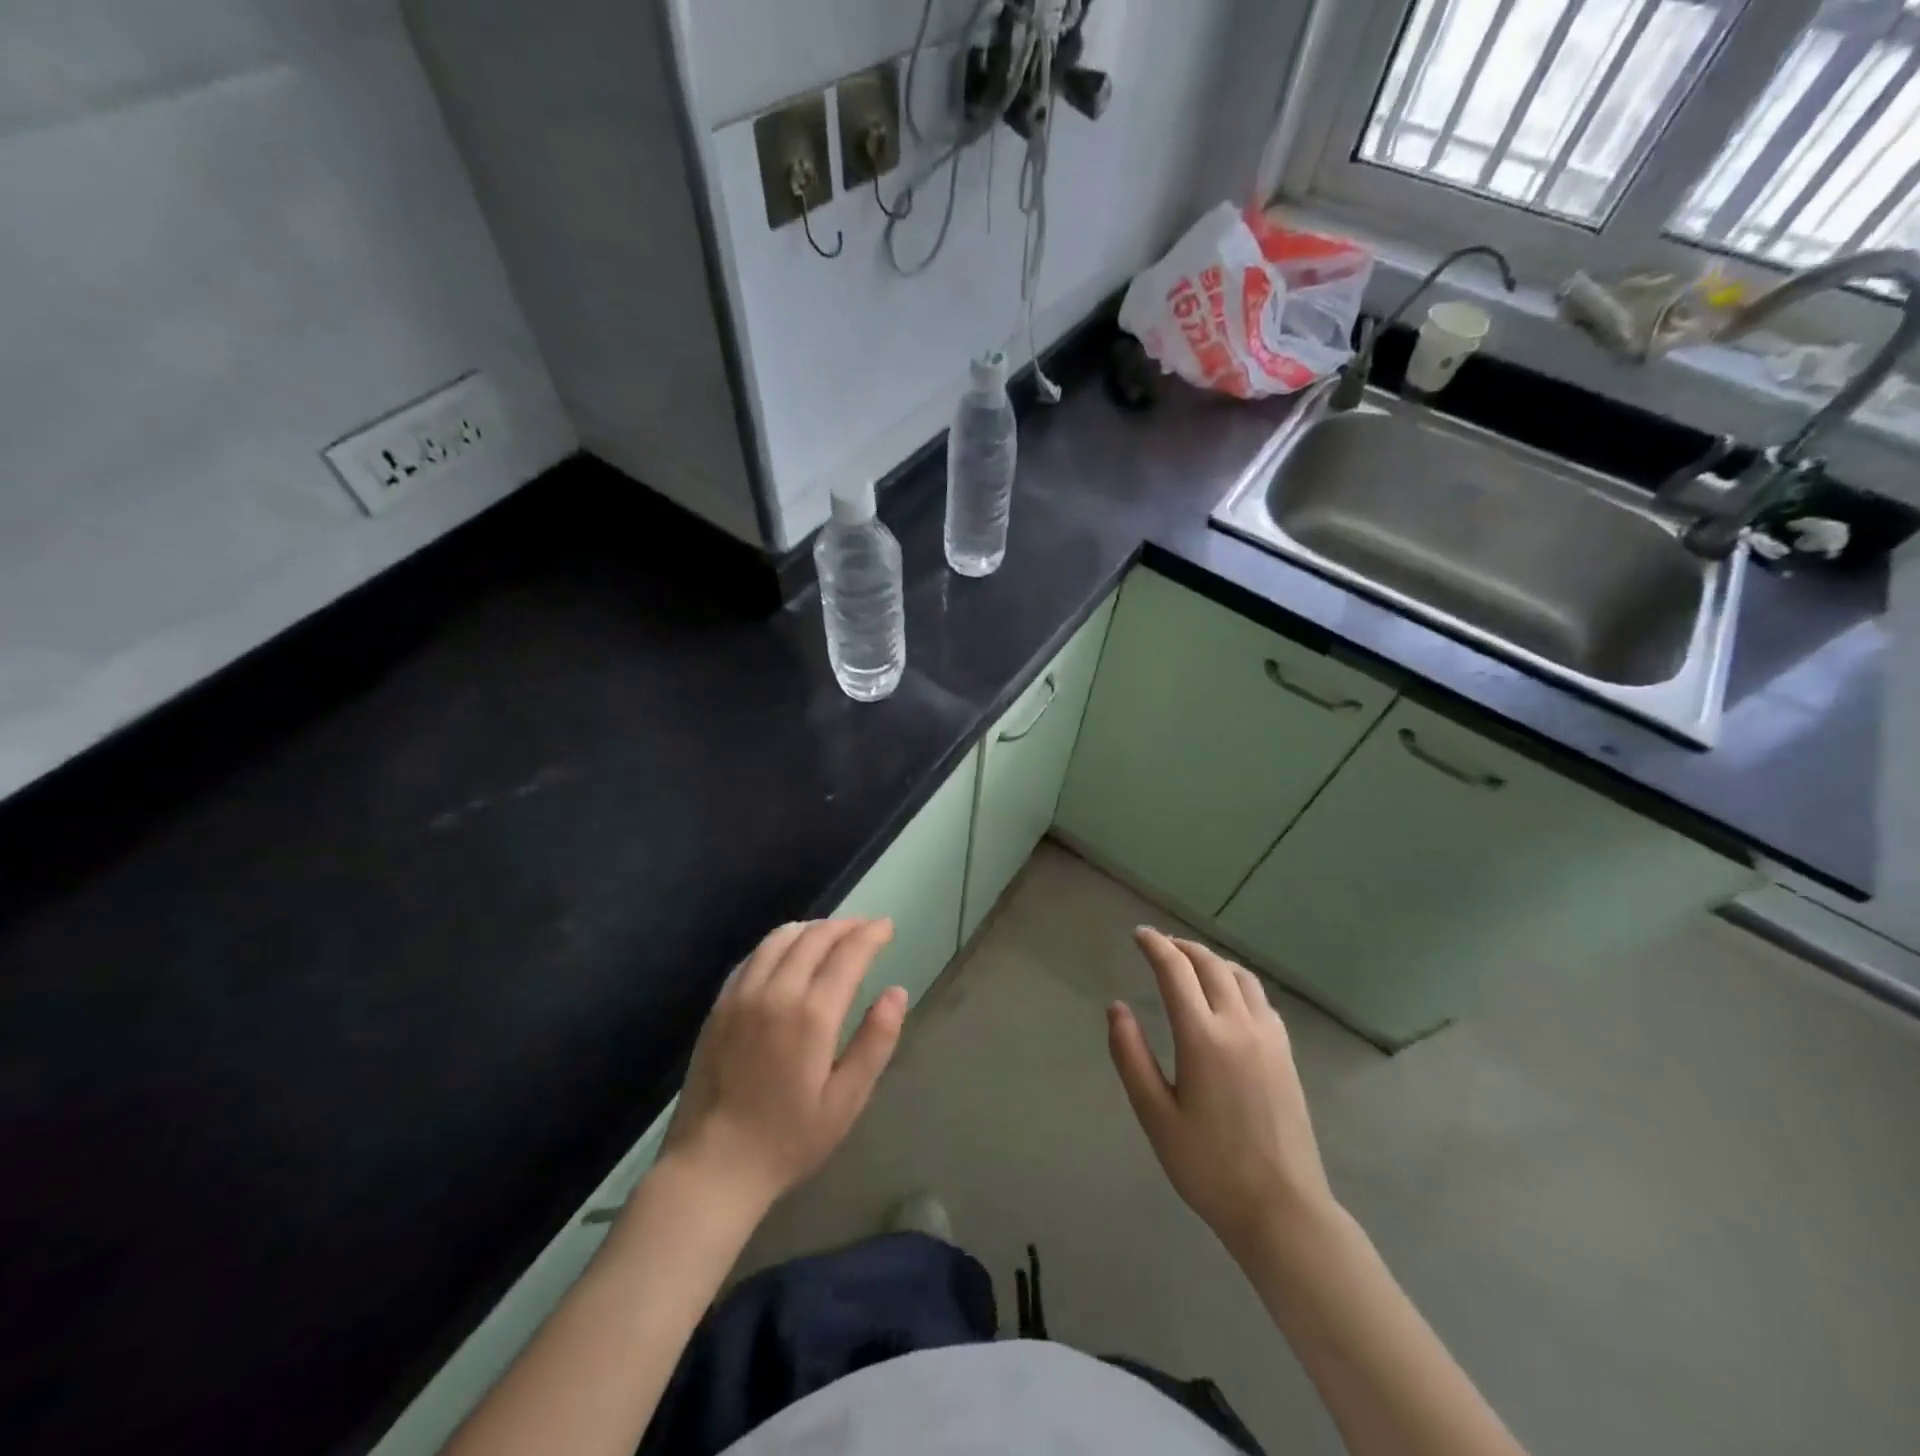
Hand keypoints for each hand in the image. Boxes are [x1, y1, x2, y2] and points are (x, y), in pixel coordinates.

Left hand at [663, 919, 905, 1214]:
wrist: (712, 1167)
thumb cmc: (788, 1139)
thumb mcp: (846, 1101)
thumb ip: (875, 1041)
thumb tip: (897, 992)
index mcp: (811, 1014)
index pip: (848, 953)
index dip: (871, 934)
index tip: (887, 926)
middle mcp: (775, 992)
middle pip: (814, 937)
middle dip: (845, 926)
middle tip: (865, 928)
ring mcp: (742, 995)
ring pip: (780, 938)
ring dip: (811, 928)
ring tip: (830, 934)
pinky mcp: (720, 1006)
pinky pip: (752, 956)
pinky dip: (778, 944)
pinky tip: (787, 954)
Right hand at [1108, 927, 1335, 1258]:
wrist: (1282, 1209)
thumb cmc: (1209, 1166)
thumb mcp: (1155, 1115)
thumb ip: (1131, 1056)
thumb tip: (1117, 1008)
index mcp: (1203, 1037)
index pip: (1175, 971)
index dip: (1155, 946)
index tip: (1139, 934)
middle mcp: (1239, 1025)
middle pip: (1210, 964)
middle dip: (1182, 947)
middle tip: (1159, 944)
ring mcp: (1269, 1037)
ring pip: (1240, 976)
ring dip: (1212, 959)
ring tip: (1190, 962)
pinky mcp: (1286, 1053)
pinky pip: (1259, 997)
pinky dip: (1237, 980)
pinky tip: (1227, 995)